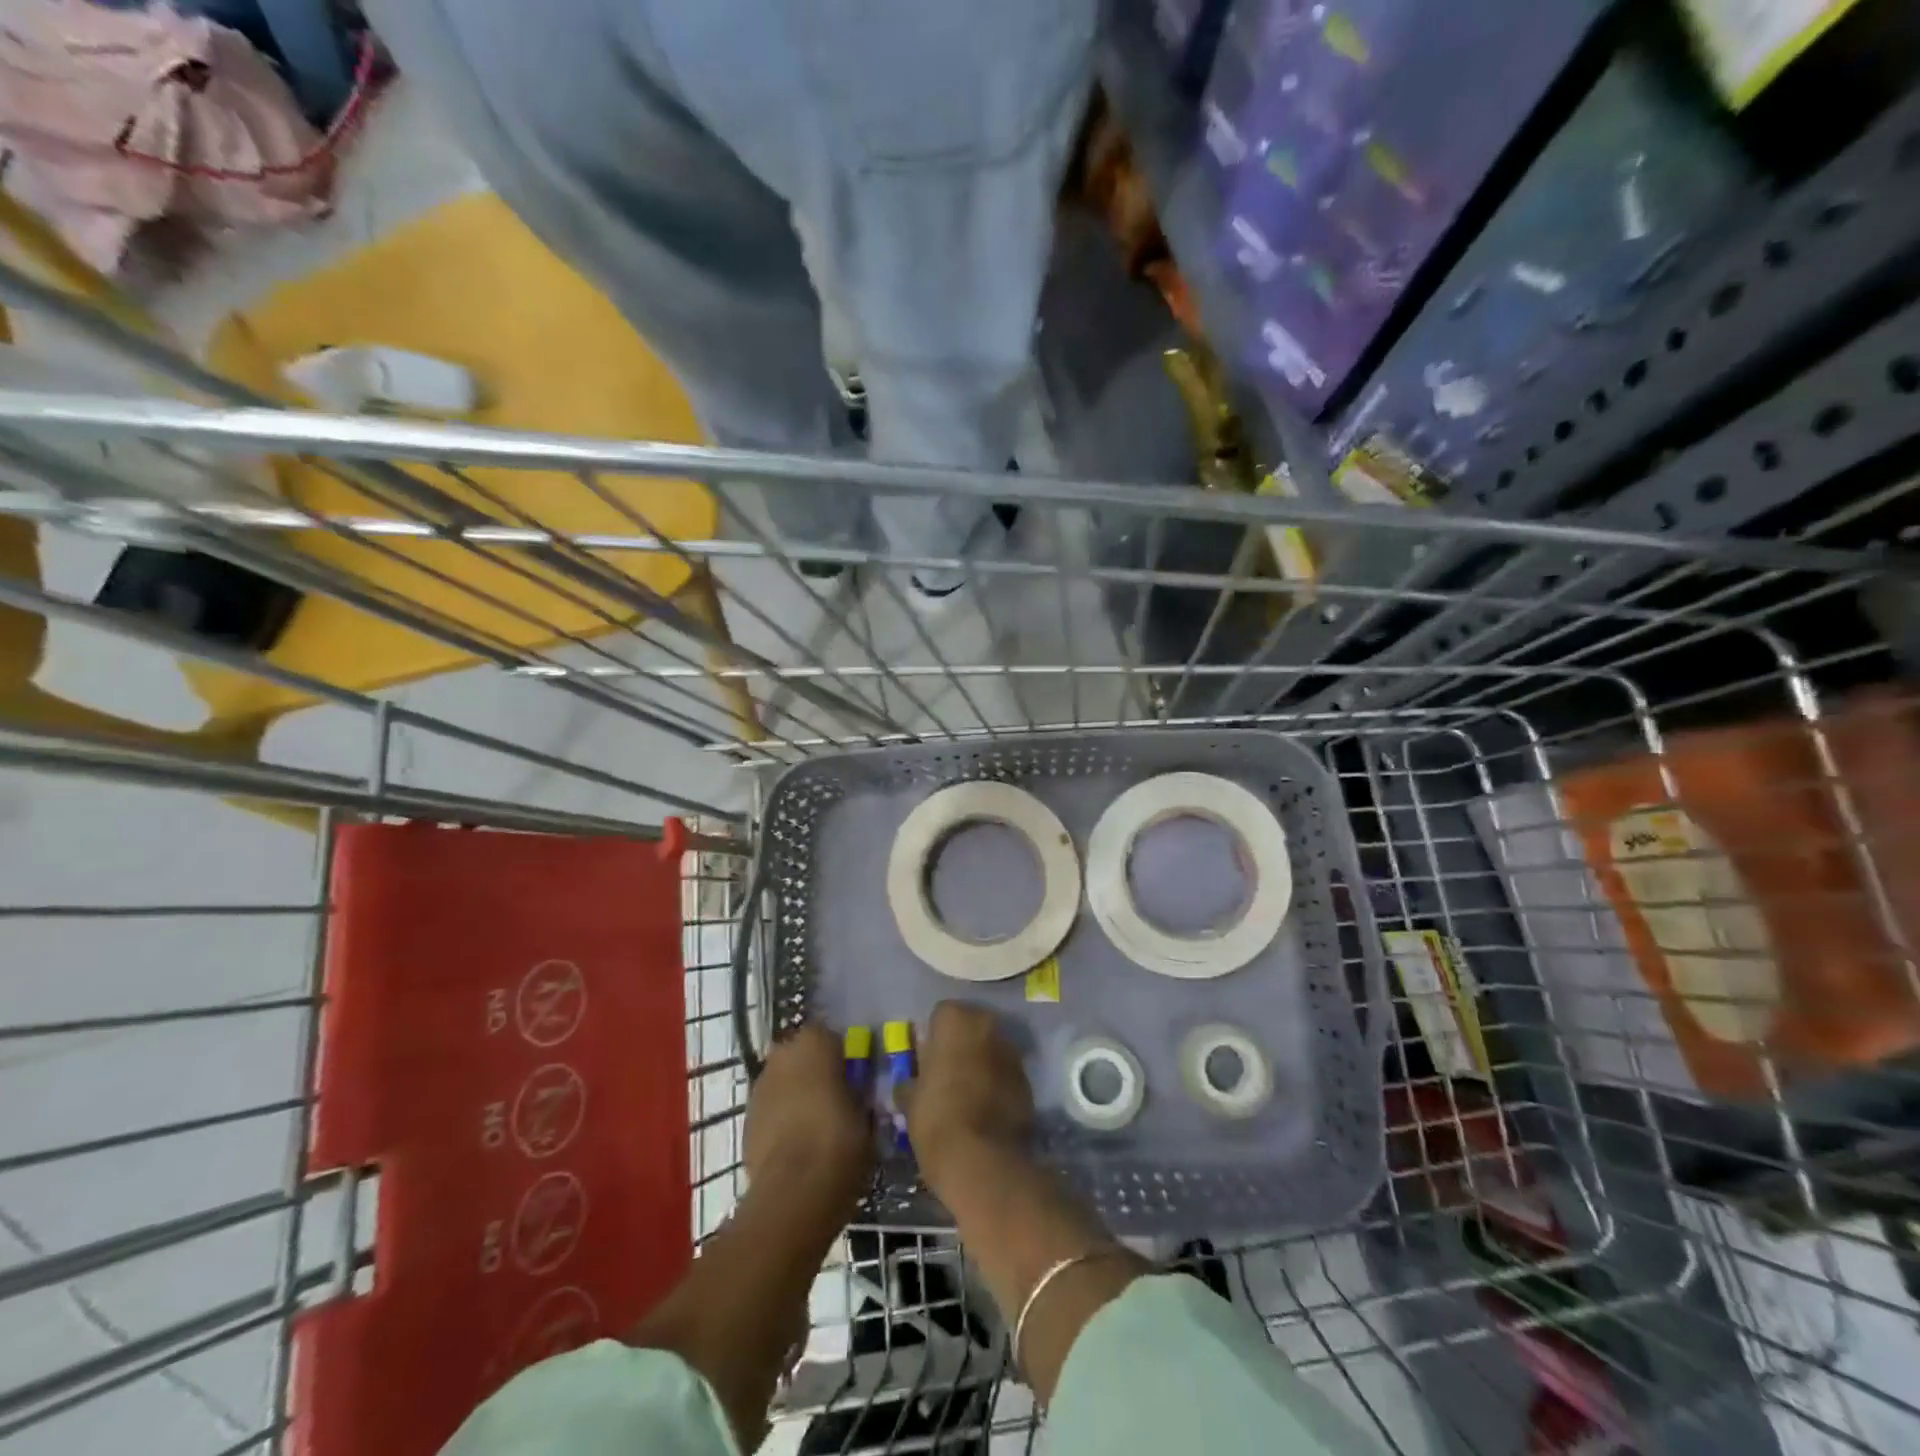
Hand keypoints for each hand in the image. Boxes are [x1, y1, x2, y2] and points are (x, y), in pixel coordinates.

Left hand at [743, 1023, 872, 1228]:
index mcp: (815, 1041)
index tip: (855, 1075)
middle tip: (836, 1096)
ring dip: (796, 1093)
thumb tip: (857, 1088)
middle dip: (815, 1070)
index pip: (831, 1035)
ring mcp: (760, 1085)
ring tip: (816, 1123)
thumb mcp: (866, 1111)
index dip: (843, 1055)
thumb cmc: (840, 1140)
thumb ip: (858, 1090)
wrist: (794, 1191)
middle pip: (802, 1055)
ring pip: (784, 1080)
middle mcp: (783, 1053)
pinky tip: (797, 1142)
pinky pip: (771, 1107)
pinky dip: (782, 1117)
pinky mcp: (746, 1118)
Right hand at [898, 1001, 1033, 1194]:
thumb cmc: (937, 1119)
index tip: (926, 1059)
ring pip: (991, 1049)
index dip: (933, 1036)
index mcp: (956, 1020)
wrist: (983, 1161)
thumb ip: (912, 1081)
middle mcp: (988, 1026)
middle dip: (960, 1044)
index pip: (941, 1014)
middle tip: (946, 1073)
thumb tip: (910, 1082)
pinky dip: (998, 1084)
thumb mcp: (911, 1101)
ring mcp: (1012, 1053)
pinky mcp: (1028, 1081)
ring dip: (981, 1062)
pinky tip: (986, 1109)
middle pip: (971, 1026)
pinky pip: (1007, 1074)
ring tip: (966, 1093)